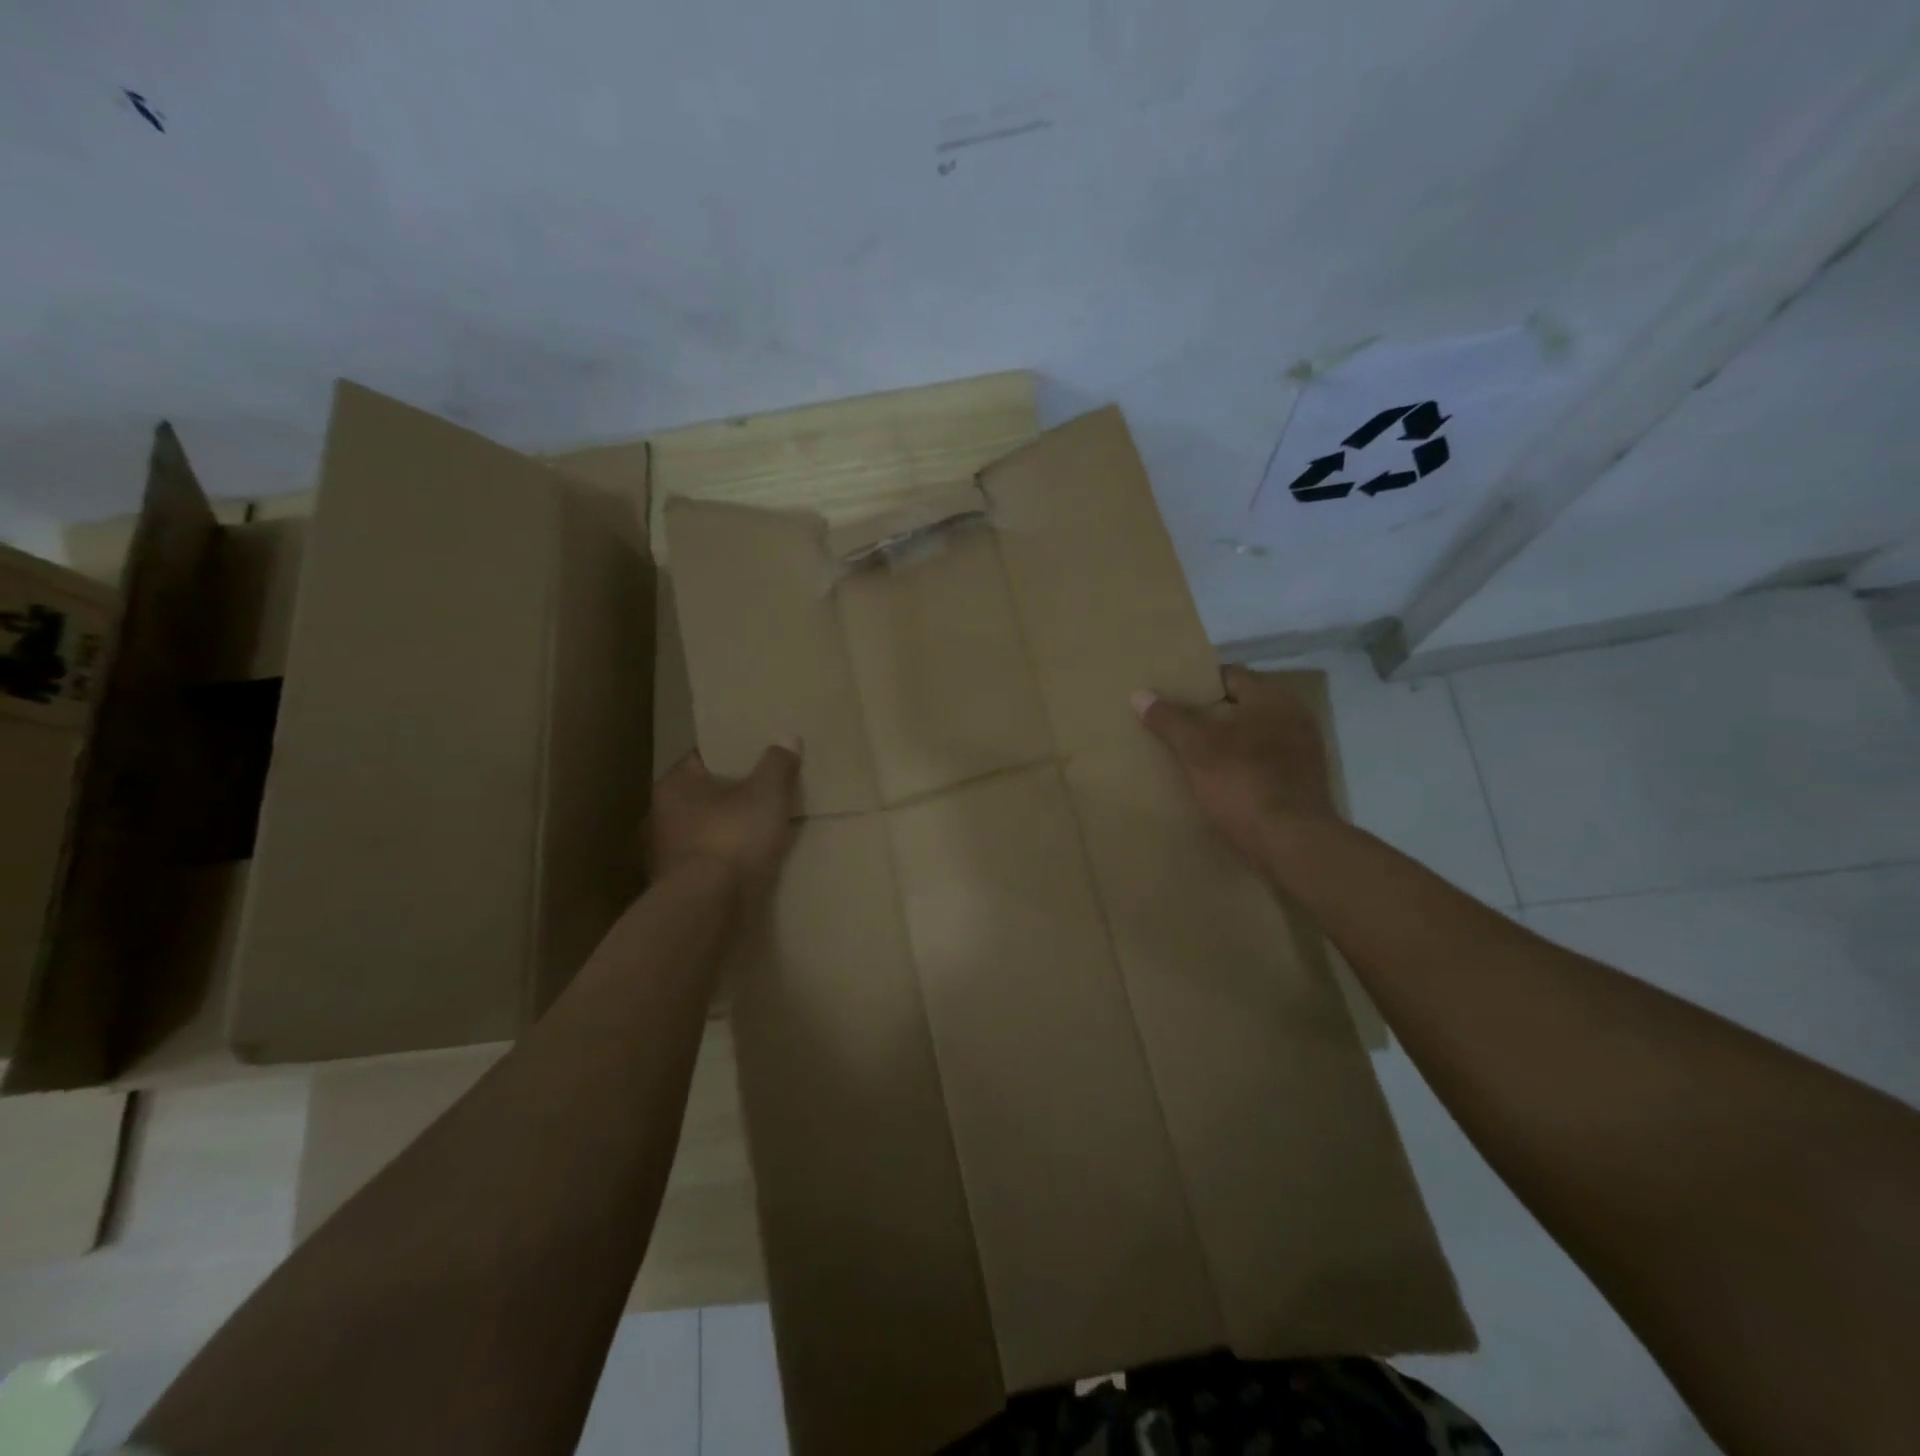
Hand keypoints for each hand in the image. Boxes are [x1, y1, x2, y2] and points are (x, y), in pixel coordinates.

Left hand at [648, 739, 802, 898]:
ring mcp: (662, 854)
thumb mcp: (767, 794)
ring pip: (700, 831)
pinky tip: (743, 865)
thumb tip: (788, 737)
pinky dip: (720, 860)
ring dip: (723, 831)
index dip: (731, 756)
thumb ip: (777, 764)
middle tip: (762, 794)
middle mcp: (659, 815)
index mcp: (674, 784)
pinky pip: (703, 862)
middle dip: (729, 796)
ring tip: (756, 832)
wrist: (706, 907)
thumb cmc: (733, 838)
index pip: (703, 758)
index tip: (756, 760)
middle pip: (701, 796)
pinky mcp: (673, 886)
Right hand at [1132, 667, 1337, 861]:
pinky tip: (1220, 782)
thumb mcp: (1197, 749)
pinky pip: (1265, 764)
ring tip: (1193, 755)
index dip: (1199, 683)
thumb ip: (1170, 720)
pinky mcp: (1303, 784)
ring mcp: (1304, 753)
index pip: (1231, 676)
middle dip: (1212, 715)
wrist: (1293, 844)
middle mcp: (1295, 718)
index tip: (1172, 694)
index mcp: (1273, 700)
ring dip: (1228, 743)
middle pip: (1244, 707)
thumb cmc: (1244, 783)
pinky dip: (1243, 767)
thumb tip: (1139, 694)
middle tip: (1176, 725)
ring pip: (1255, 737)